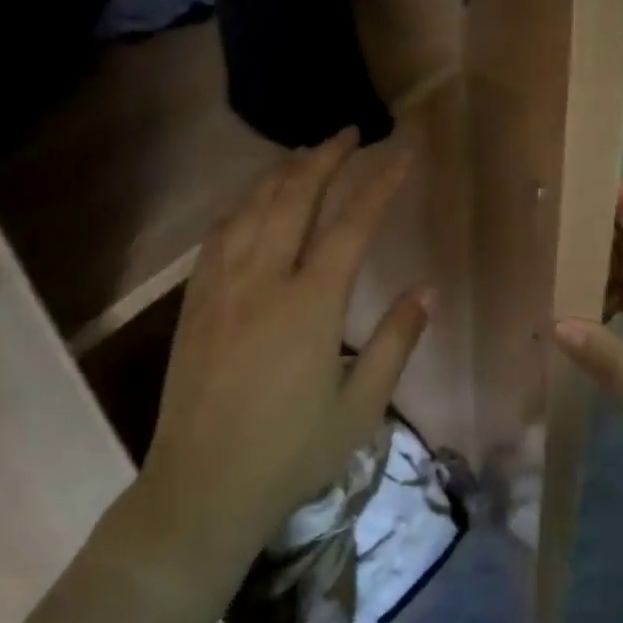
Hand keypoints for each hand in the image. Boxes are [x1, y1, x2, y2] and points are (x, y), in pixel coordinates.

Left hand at [135, 129, 431, 581]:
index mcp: (311, 304)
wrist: (202, 489)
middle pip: (295, 197)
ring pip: (253, 207)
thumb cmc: (291, 453)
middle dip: (326, 158)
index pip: (352, 225)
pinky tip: (253, 201)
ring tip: (307, 154)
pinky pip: (220, 234)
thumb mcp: (360, 407)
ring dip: (283, 172)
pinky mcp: (196, 301)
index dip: (380, 185)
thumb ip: (396, 341)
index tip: (401, 156)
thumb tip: (427, 289)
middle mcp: (264, 280)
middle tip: (349, 133)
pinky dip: (244, 205)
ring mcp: (223, 285)